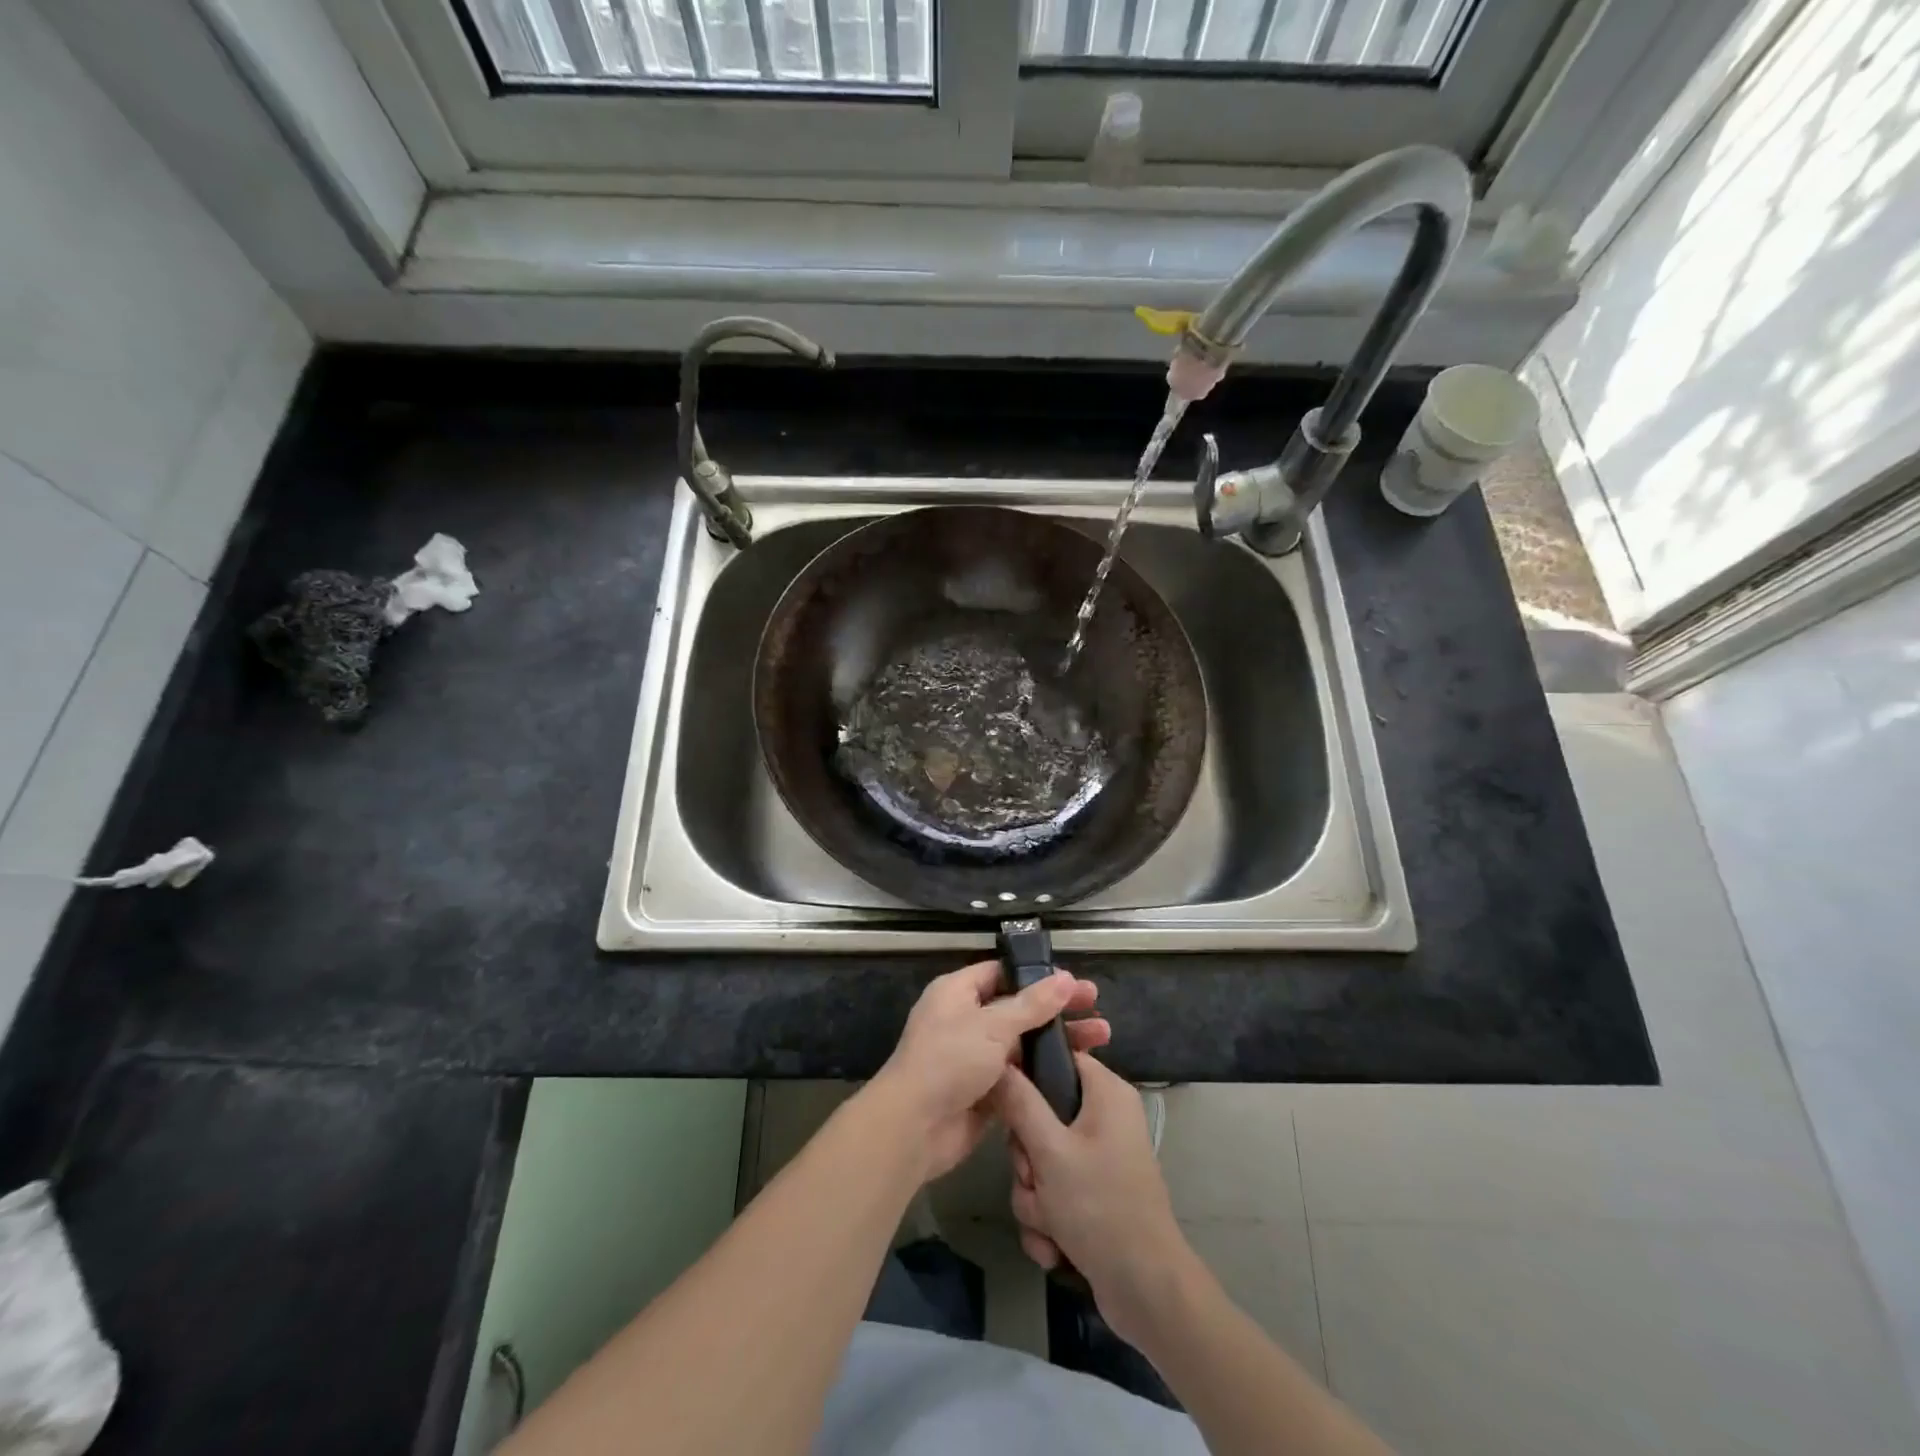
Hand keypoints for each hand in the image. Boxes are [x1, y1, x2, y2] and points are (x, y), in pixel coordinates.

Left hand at [869, 961, 1109, 1181]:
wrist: (914, 1128)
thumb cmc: (948, 1061)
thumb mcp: (992, 1026)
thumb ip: (1032, 1004)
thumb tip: (1065, 978)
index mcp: (957, 993)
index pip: (1002, 973)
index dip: (1037, 975)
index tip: (1073, 981)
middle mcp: (966, 1020)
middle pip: (1018, 1007)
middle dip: (1057, 1008)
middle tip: (1096, 1007)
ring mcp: (976, 1057)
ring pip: (1024, 1042)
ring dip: (1058, 1040)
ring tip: (1102, 1038)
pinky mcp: (986, 1091)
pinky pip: (1021, 1075)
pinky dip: (1046, 1072)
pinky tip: (1079, 1071)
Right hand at [995, 1053, 1188, 1346]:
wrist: (1146, 1293)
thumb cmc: (1100, 1206)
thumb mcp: (1050, 1151)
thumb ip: (1020, 1103)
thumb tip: (998, 1061)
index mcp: (1106, 1093)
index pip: (1059, 1057)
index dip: (1029, 1075)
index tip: (1009, 1102)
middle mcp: (1105, 1119)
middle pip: (1042, 1115)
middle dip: (1028, 1158)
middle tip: (1035, 1177)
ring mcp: (1099, 1160)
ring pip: (1041, 1160)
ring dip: (1034, 1196)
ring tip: (1049, 1223)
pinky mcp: (1093, 1196)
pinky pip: (1053, 1193)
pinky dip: (1048, 1221)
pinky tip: (1055, 1247)